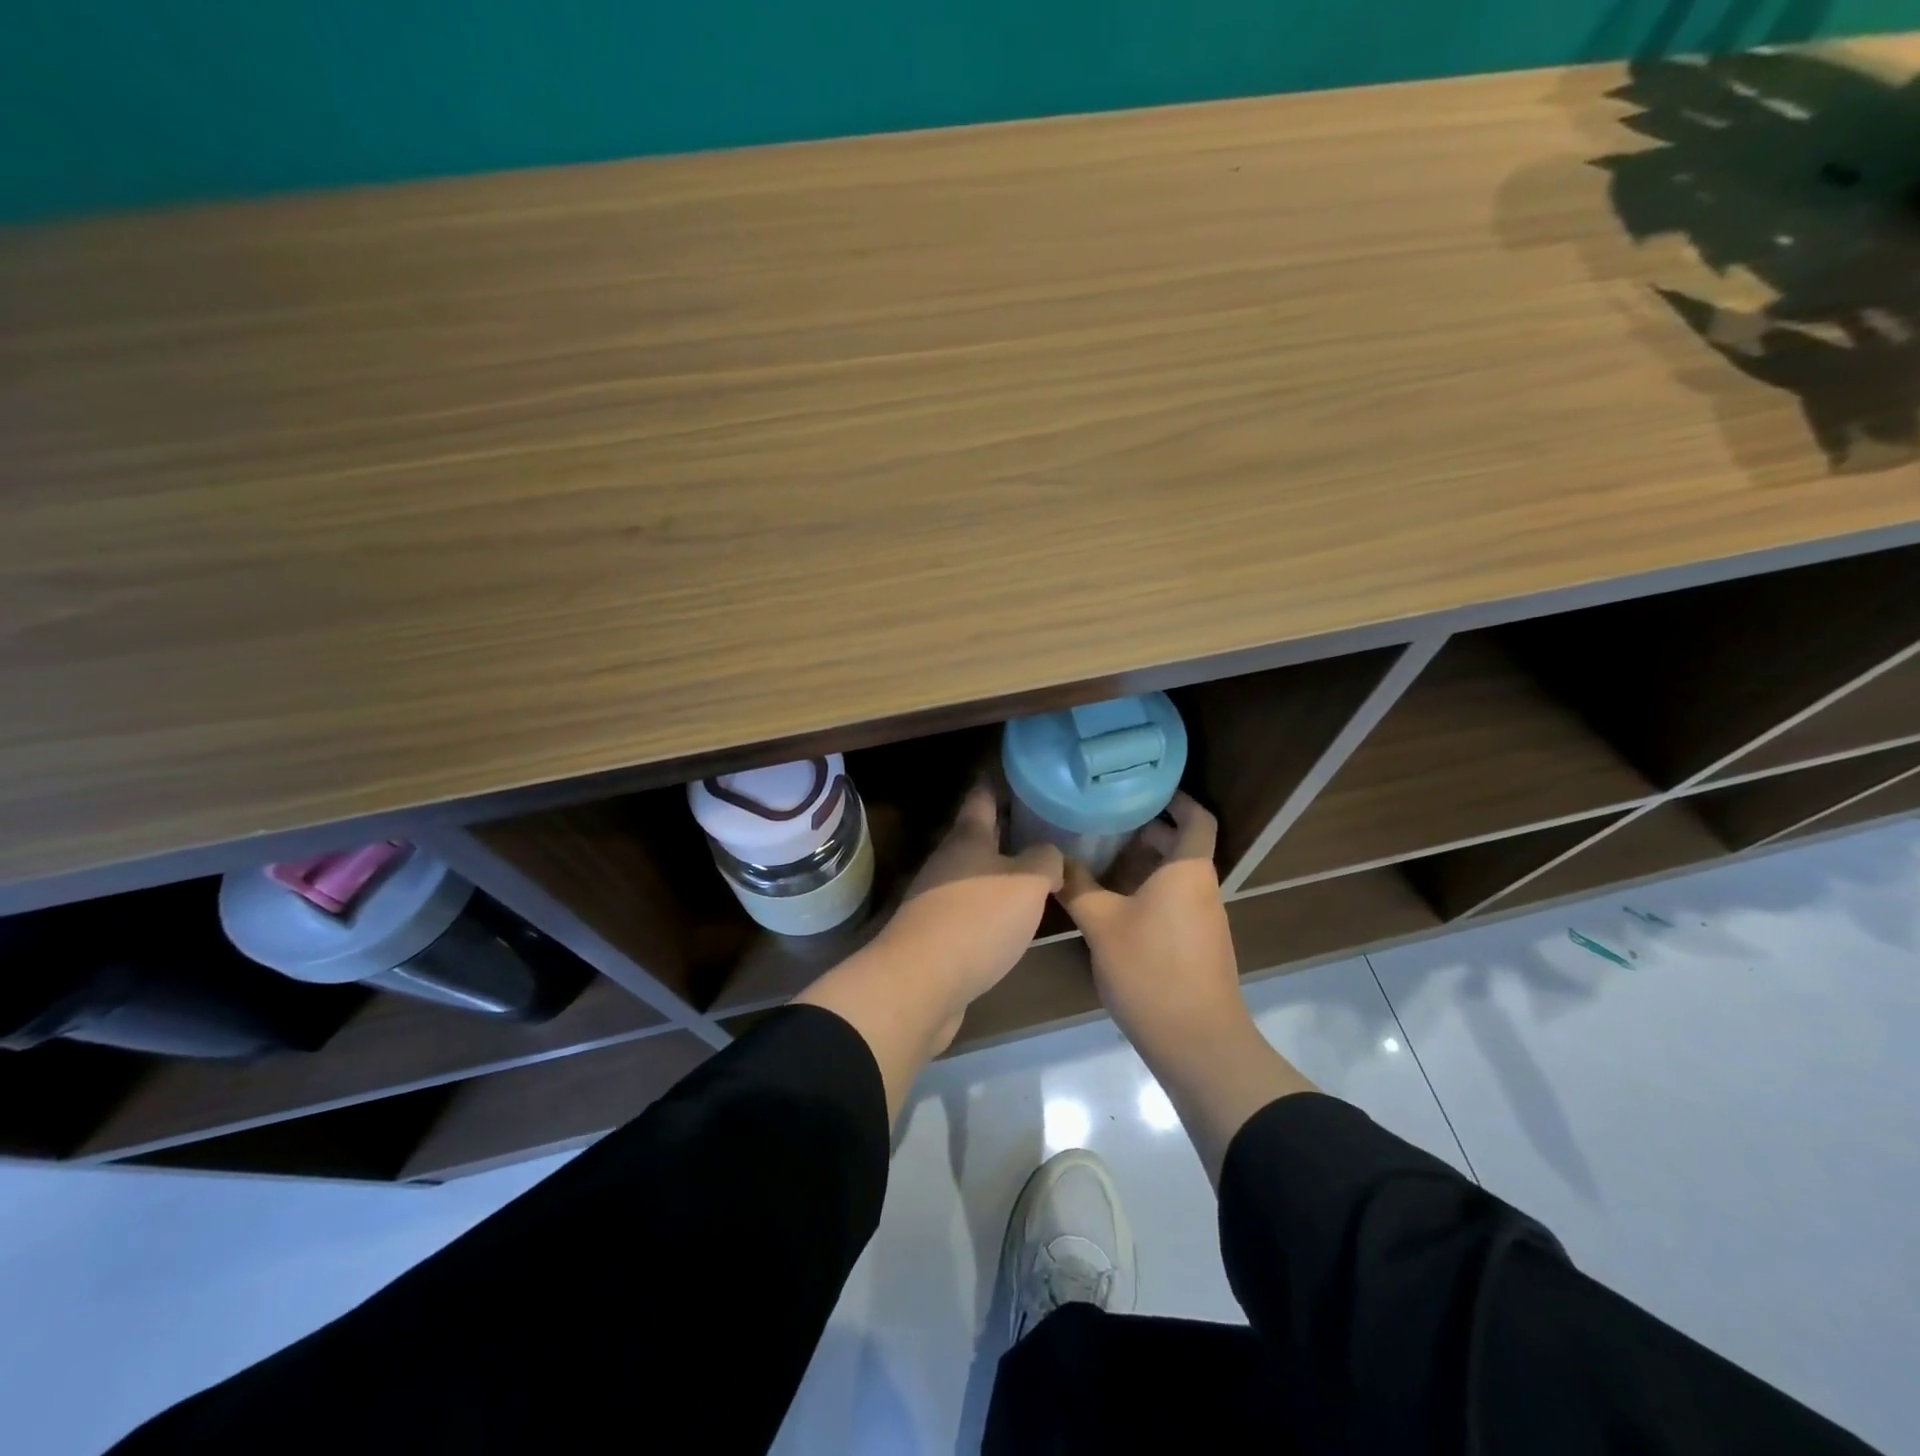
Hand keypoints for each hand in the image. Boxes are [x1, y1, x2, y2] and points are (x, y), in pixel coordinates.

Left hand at [879, 784, 1063, 1031]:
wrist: (921, 983)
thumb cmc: (977, 920)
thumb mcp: (1027, 881)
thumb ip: (1045, 860)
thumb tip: (1049, 857)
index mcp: (967, 839)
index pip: (982, 798)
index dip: (997, 784)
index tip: (1016, 773)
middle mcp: (948, 863)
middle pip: (978, 839)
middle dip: (1006, 833)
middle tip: (1043, 829)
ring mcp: (937, 900)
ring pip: (975, 877)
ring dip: (1001, 874)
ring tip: (1037, 875)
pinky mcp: (937, 937)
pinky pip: (972, 912)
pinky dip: (993, 910)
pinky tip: (1015, 921)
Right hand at [1057, 793, 1247, 1062]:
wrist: (1197, 1042)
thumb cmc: (1151, 969)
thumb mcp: (1102, 924)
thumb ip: (1078, 887)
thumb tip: (1054, 862)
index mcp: (1188, 871)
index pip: (1197, 819)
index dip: (1178, 799)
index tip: (1147, 787)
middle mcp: (1202, 889)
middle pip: (1182, 846)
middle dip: (1148, 830)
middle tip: (1108, 820)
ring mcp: (1203, 920)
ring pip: (1176, 877)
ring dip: (1145, 863)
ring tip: (1102, 857)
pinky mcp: (1197, 947)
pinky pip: (1174, 902)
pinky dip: (1148, 891)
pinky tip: (1114, 904)